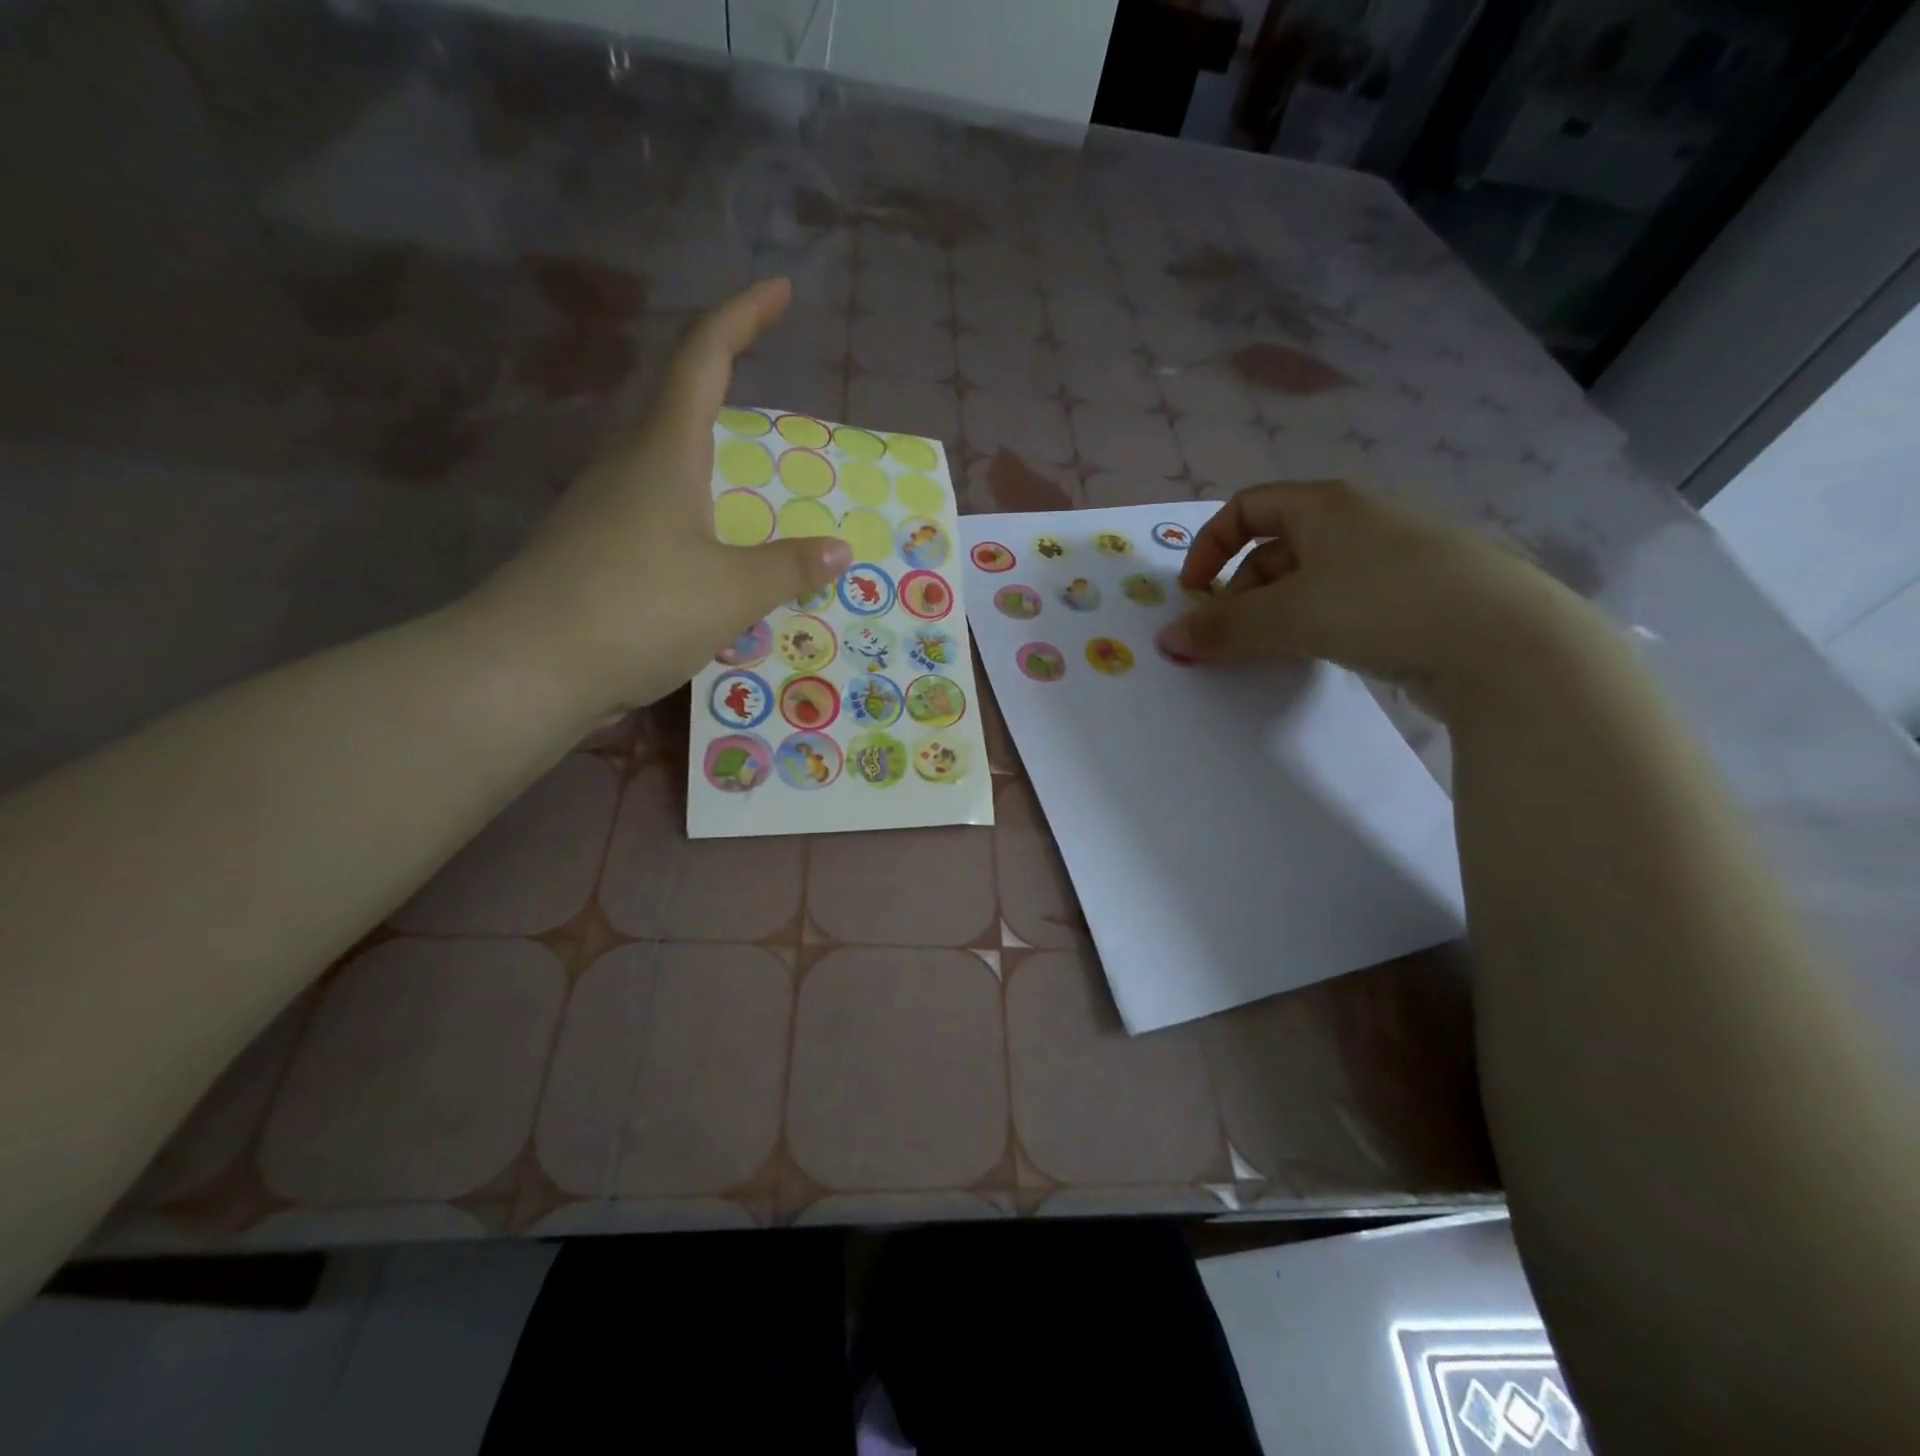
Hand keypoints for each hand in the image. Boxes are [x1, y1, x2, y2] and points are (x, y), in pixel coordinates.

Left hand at [472, 278, 850, 715]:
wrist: (529, 668)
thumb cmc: (639, 608)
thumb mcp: (733, 591)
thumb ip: (790, 567)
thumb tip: (838, 550)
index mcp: (664, 451)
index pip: (703, 357)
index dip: (743, 316)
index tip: (778, 289)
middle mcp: (628, 467)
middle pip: (681, 407)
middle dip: (729, 392)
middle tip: (781, 420)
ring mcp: (604, 510)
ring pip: (670, 471)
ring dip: (716, 473)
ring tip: (762, 502)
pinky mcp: (595, 553)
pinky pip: (659, 519)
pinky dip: (699, 524)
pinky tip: (717, 562)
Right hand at [1156, 480, 1586, 709]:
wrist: (1507, 644)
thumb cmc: (1385, 603)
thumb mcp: (1290, 615)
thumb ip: (1224, 629)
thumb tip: (1168, 639)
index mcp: (1327, 505)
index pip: (1248, 507)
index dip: (1210, 545)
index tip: (1194, 594)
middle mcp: (1360, 522)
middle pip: (1276, 548)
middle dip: (1240, 592)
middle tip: (1227, 638)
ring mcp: (1394, 560)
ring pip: (1311, 581)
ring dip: (1276, 614)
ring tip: (1267, 653)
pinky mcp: (1418, 599)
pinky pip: (1346, 605)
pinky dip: (1316, 627)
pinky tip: (1317, 657)